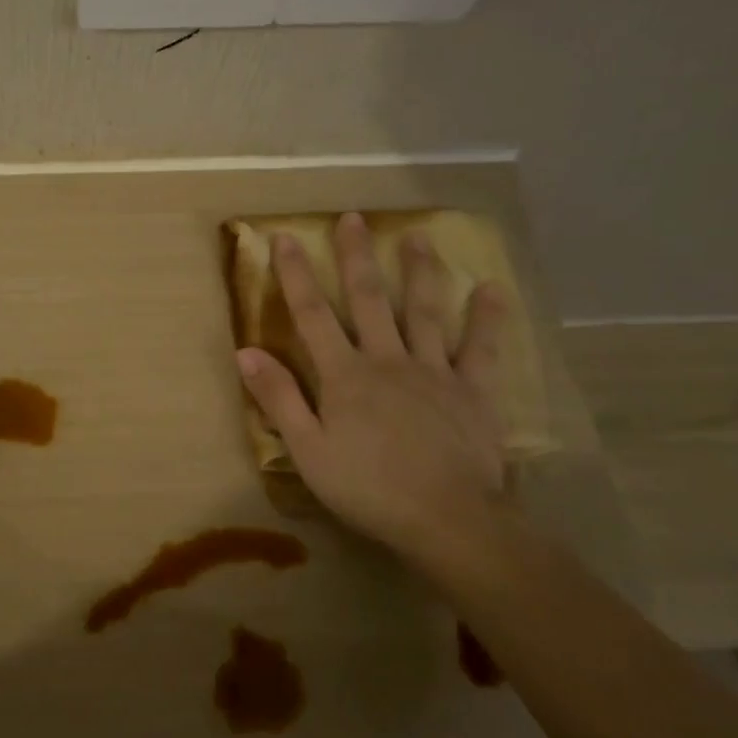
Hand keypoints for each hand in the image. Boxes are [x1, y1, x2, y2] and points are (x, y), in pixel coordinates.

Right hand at [235, 213, 508, 553]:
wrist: (446, 519)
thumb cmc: (367, 488)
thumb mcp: (307, 449)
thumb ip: (279, 398)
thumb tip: (246, 352)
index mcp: (344, 375)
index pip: (312, 315)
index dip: (296, 275)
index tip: (285, 239)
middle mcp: (387, 360)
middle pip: (369, 299)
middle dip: (357, 257)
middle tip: (354, 218)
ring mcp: (434, 372)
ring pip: (426, 312)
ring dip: (420, 271)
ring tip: (418, 236)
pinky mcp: (473, 391)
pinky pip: (482, 348)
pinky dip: (488, 318)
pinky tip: (492, 288)